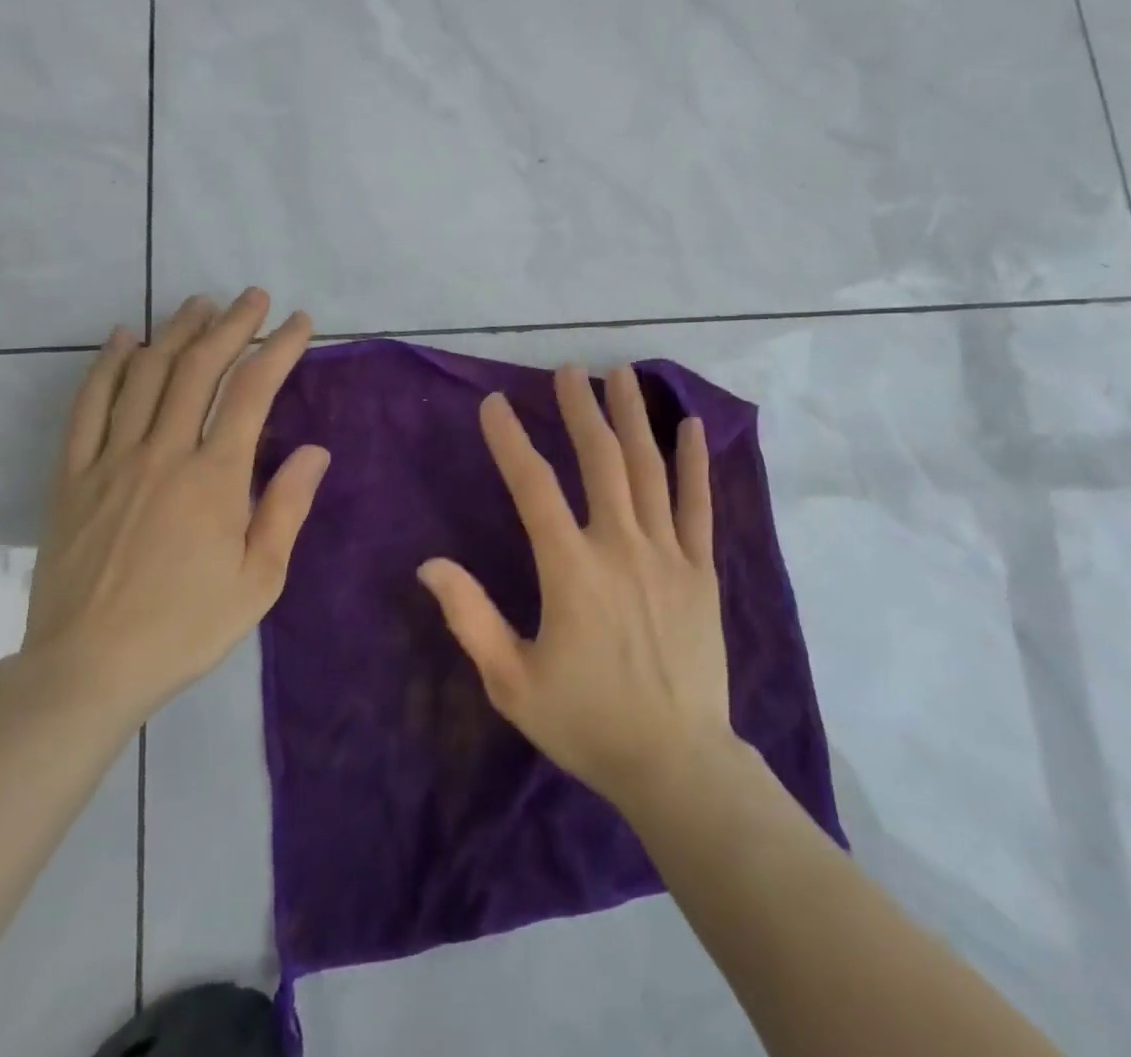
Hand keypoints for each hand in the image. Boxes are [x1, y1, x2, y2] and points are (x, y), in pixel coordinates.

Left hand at [20, 289, 329, 724]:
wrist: (87, 670)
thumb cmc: (186, 626)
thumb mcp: (259, 580)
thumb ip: (287, 508)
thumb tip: (317, 451)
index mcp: (214, 479)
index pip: (252, 392)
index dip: (279, 348)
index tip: (300, 323)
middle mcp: (163, 453)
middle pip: (198, 368)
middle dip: (231, 325)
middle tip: (253, 297)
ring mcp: (111, 460)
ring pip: (144, 375)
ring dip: (175, 332)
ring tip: (200, 304)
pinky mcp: (72, 476)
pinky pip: (88, 407)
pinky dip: (107, 366)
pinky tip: (123, 338)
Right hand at [419, 363, 735, 812]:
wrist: (676, 762)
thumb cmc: (587, 723)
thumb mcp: (512, 681)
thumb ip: (470, 617)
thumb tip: (429, 564)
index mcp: (571, 569)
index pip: (535, 487)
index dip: (511, 441)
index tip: (494, 404)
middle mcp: (621, 546)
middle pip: (600, 460)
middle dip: (581, 409)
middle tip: (569, 369)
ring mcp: (667, 554)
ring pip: (649, 469)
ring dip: (632, 417)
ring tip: (620, 374)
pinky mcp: (701, 570)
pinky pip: (699, 506)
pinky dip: (695, 463)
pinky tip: (690, 426)